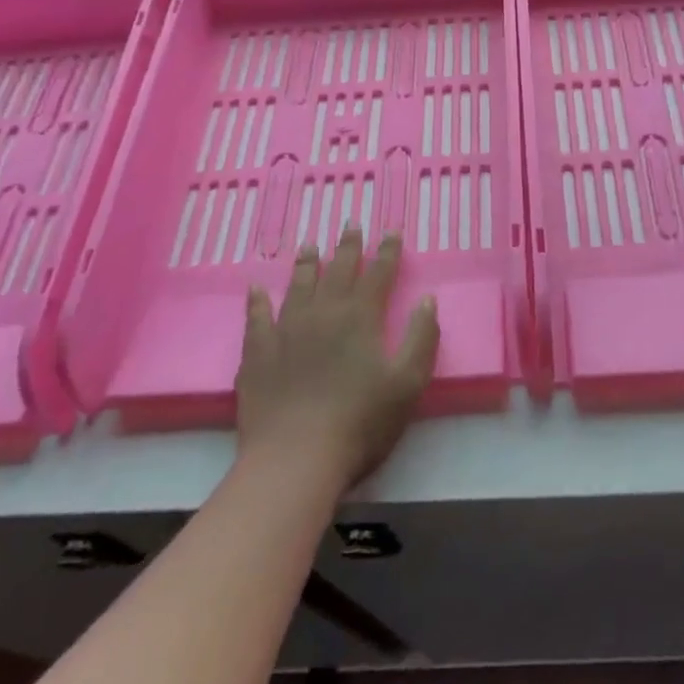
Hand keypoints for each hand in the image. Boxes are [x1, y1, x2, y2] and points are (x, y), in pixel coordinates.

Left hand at [236, 229, 439, 491]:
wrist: (295, 459)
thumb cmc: (360, 422)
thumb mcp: (408, 383)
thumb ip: (422, 338)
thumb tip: (427, 299)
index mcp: (361, 318)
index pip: (378, 274)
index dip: (387, 251)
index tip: (391, 230)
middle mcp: (323, 313)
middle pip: (338, 270)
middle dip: (348, 247)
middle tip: (350, 224)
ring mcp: (286, 330)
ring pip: (298, 286)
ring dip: (307, 264)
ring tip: (310, 245)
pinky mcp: (257, 353)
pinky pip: (256, 317)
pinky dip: (257, 301)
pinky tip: (255, 289)